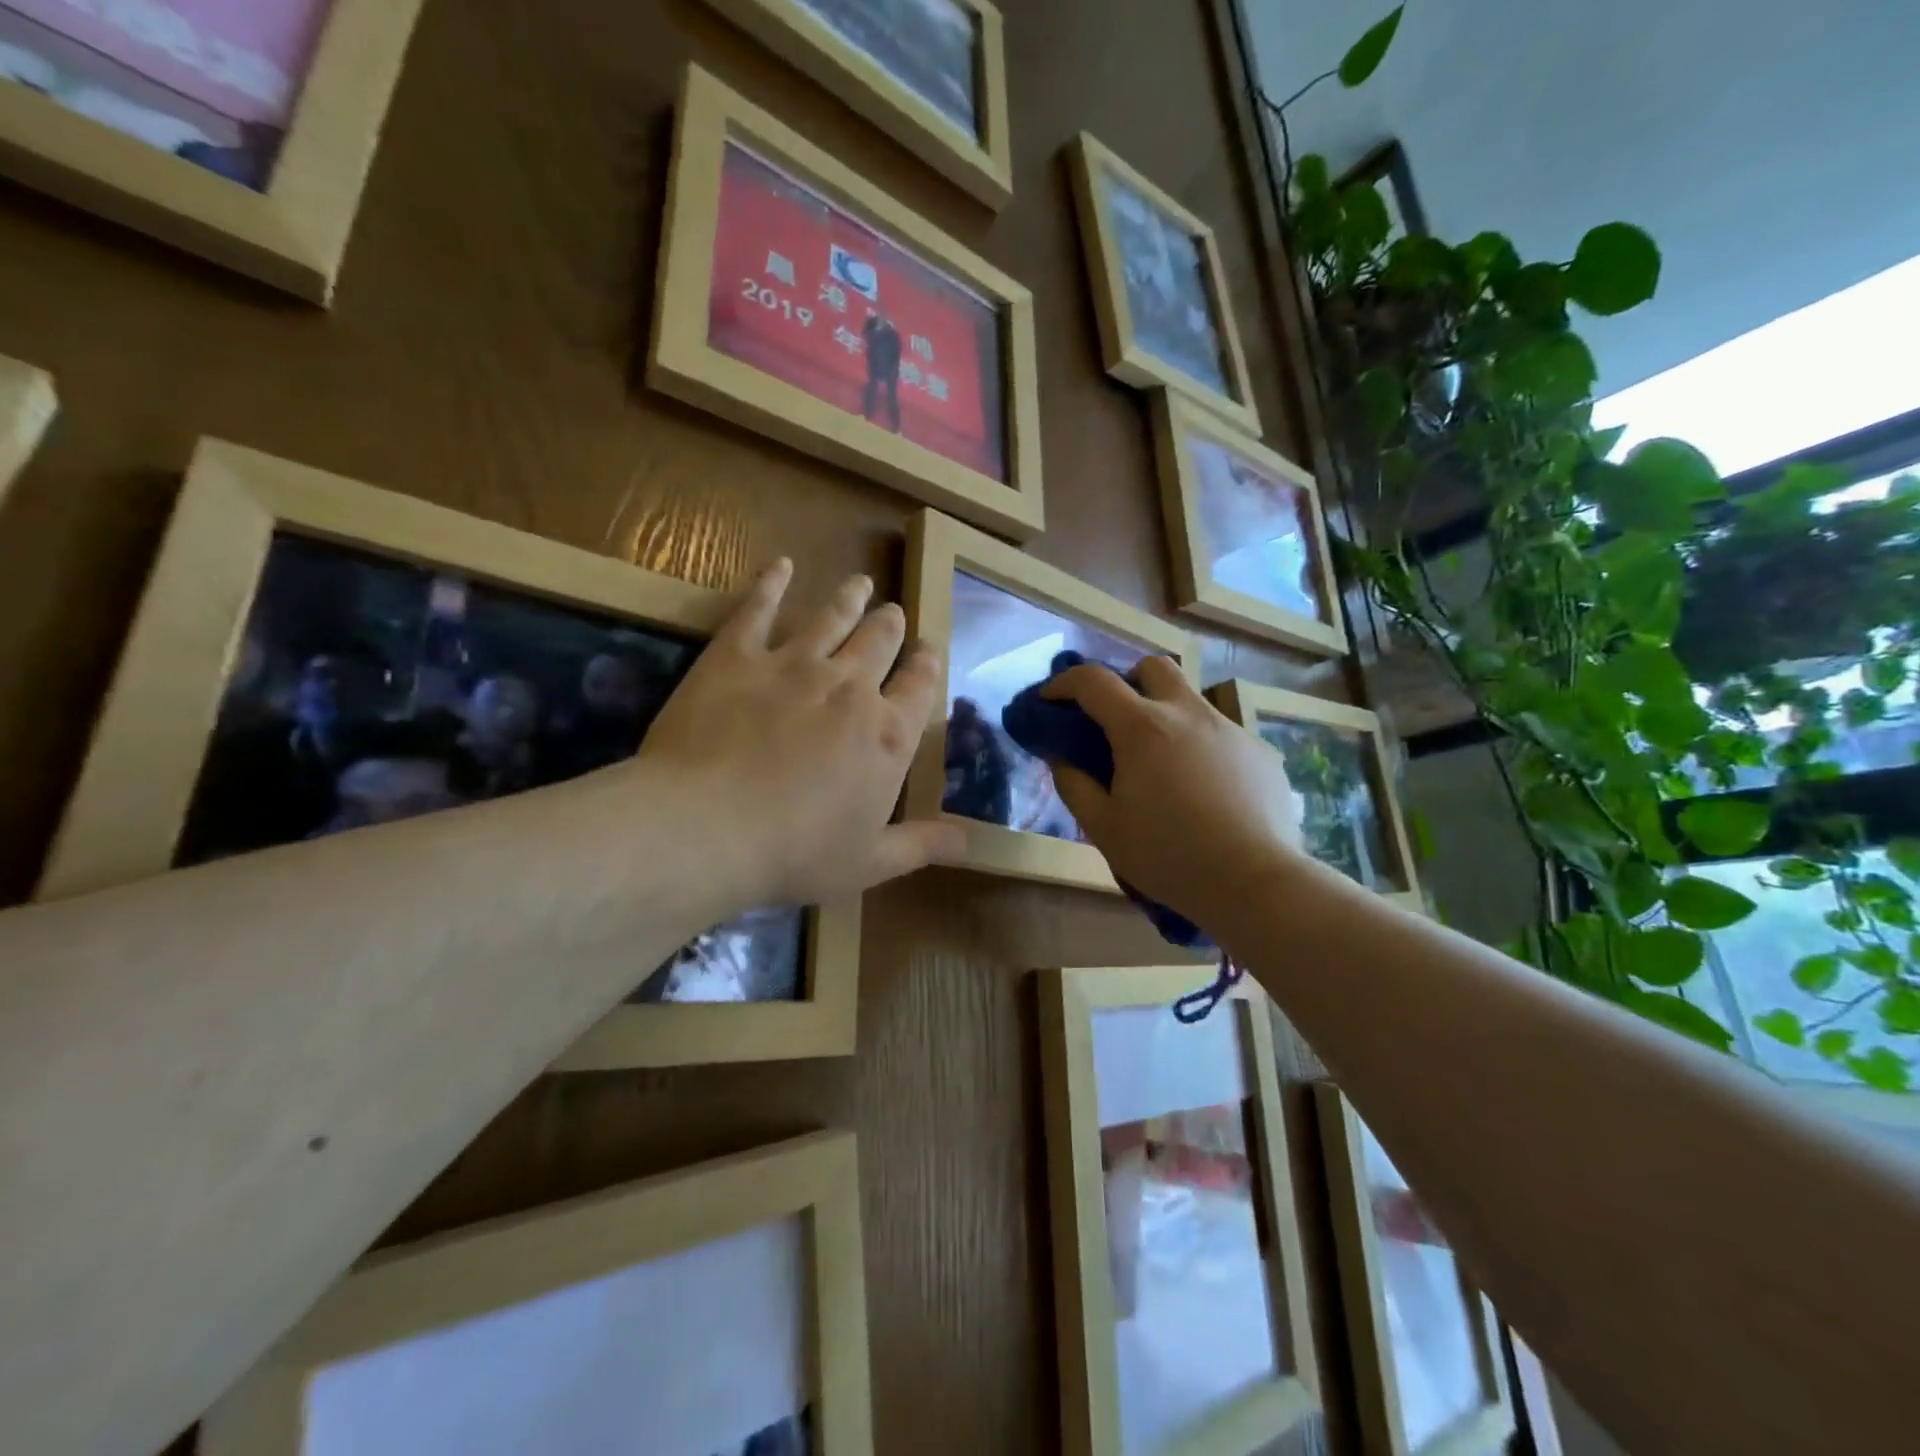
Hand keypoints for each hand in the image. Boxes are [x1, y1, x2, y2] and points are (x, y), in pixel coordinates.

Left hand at [636, 559, 962, 910]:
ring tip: (860, 582)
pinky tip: (780, 565)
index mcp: (887, 735)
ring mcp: (794, 663)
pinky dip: (771, 583)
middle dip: (891, 625)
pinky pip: (758, 607)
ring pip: (832, 616)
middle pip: (880, 642)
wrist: (708, 827)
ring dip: (850, 597)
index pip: (920, 686)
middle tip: (893, 613)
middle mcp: (850, 686)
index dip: (927, 665)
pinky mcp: (737, 654)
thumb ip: (922, 845)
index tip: (928, 650)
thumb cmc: (796, 852)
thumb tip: (970, 842)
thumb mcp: (870, 862)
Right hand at [1042, 659, 1306, 930]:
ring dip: (1166, 715)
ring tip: (1162, 764)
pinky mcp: (1261, 753)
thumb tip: (1062, 757)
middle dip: (1126, 681)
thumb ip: (1074, 785)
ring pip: (1191, 701)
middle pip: (1153, 667)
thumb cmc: (1168, 856)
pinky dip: (1201, 748)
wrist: (1255, 882)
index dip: (1064, 682)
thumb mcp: (1103, 828)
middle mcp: (1188, 713)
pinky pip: (1222, 735)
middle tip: (1115, 719)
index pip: (1093, 681)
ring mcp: (1231, 730)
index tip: (1050, 699)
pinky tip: (1205, 791)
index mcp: (1142, 728)